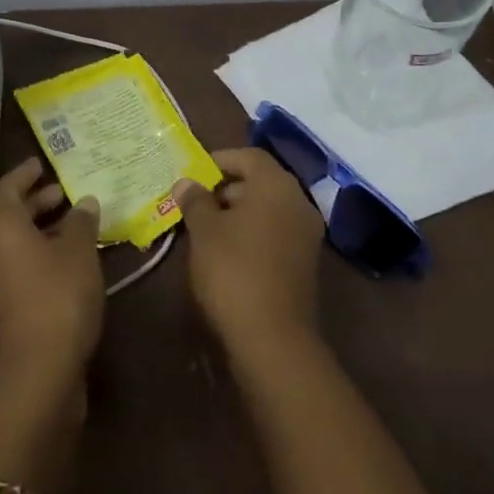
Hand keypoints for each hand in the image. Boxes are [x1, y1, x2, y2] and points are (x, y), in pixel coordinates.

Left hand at [0, 158, 103, 387]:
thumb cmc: (57, 298)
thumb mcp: (78, 252)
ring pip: (11, 244)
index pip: (7, 188)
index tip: (41, 163)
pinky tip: (66, 261)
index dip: (25, 173)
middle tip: (62, 192)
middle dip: (34, 201)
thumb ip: (80, 222)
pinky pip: (16, 267)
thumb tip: (83, 202)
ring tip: (71, 224)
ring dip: (37, 230)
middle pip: (7, 215)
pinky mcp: (0, 310)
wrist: (36, 374)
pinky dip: (37, 255)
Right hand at [174, 148, 324, 359]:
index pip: (249, 156)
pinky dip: (253, 233)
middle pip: (260, 181)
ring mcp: (306, 234)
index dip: (219, 160)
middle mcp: (298, 202)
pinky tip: (228, 254)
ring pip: (268, 209)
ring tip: (206, 231)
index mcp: (276, 185)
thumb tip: (186, 182)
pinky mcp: (306, 263)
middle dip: (226, 188)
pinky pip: (276, 233)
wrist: (272, 338)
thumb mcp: (204, 231)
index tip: (193, 174)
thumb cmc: (233, 270)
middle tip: (195, 204)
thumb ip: (195, 200)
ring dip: (239, 213)